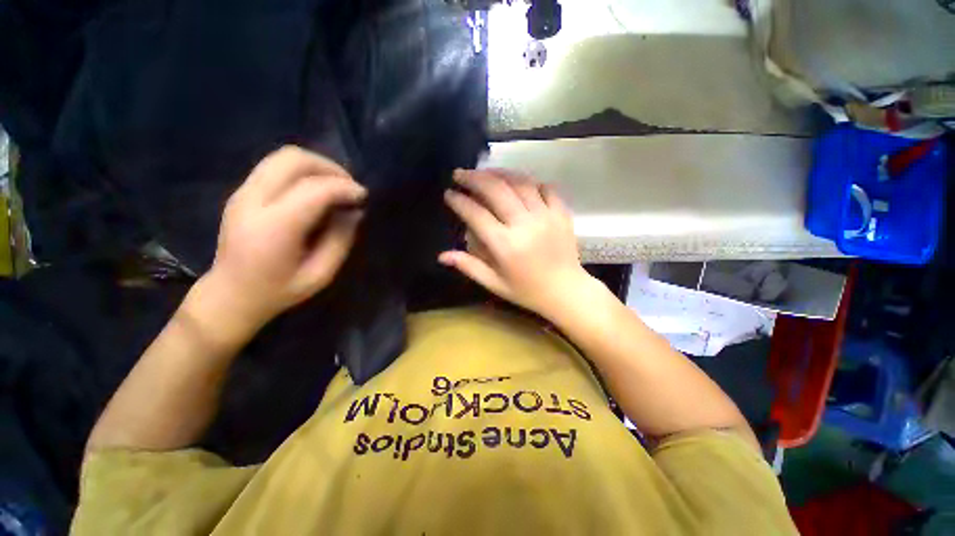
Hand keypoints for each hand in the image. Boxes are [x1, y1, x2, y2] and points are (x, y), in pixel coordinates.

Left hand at [201, 146, 365, 331]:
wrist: (230, 294)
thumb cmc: (278, 291)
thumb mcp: (320, 274)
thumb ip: (340, 240)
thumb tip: (355, 212)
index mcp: (273, 228)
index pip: (313, 190)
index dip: (343, 187)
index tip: (363, 196)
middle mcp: (253, 202)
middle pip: (293, 160)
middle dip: (329, 167)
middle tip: (349, 187)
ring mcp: (243, 193)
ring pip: (282, 157)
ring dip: (316, 165)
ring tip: (336, 186)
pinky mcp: (242, 192)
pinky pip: (275, 166)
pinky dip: (302, 171)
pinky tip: (316, 190)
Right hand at [440, 168, 593, 319]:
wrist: (566, 291)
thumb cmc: (527, 291)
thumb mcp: (494, 283)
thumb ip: (469, 266)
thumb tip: (441, 255)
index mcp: (505, 245)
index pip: (476, 214)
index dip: (459, 201)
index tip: (448, 193)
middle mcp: (524, 225)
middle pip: (496, 190)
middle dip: (474, 178)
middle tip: (460, 174)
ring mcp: (546, 215)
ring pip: (520, 182)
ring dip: (499, 173)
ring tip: (485, 172)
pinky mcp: (561, 213)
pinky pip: (545, 187)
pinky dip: (529, 181)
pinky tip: (518, 182)